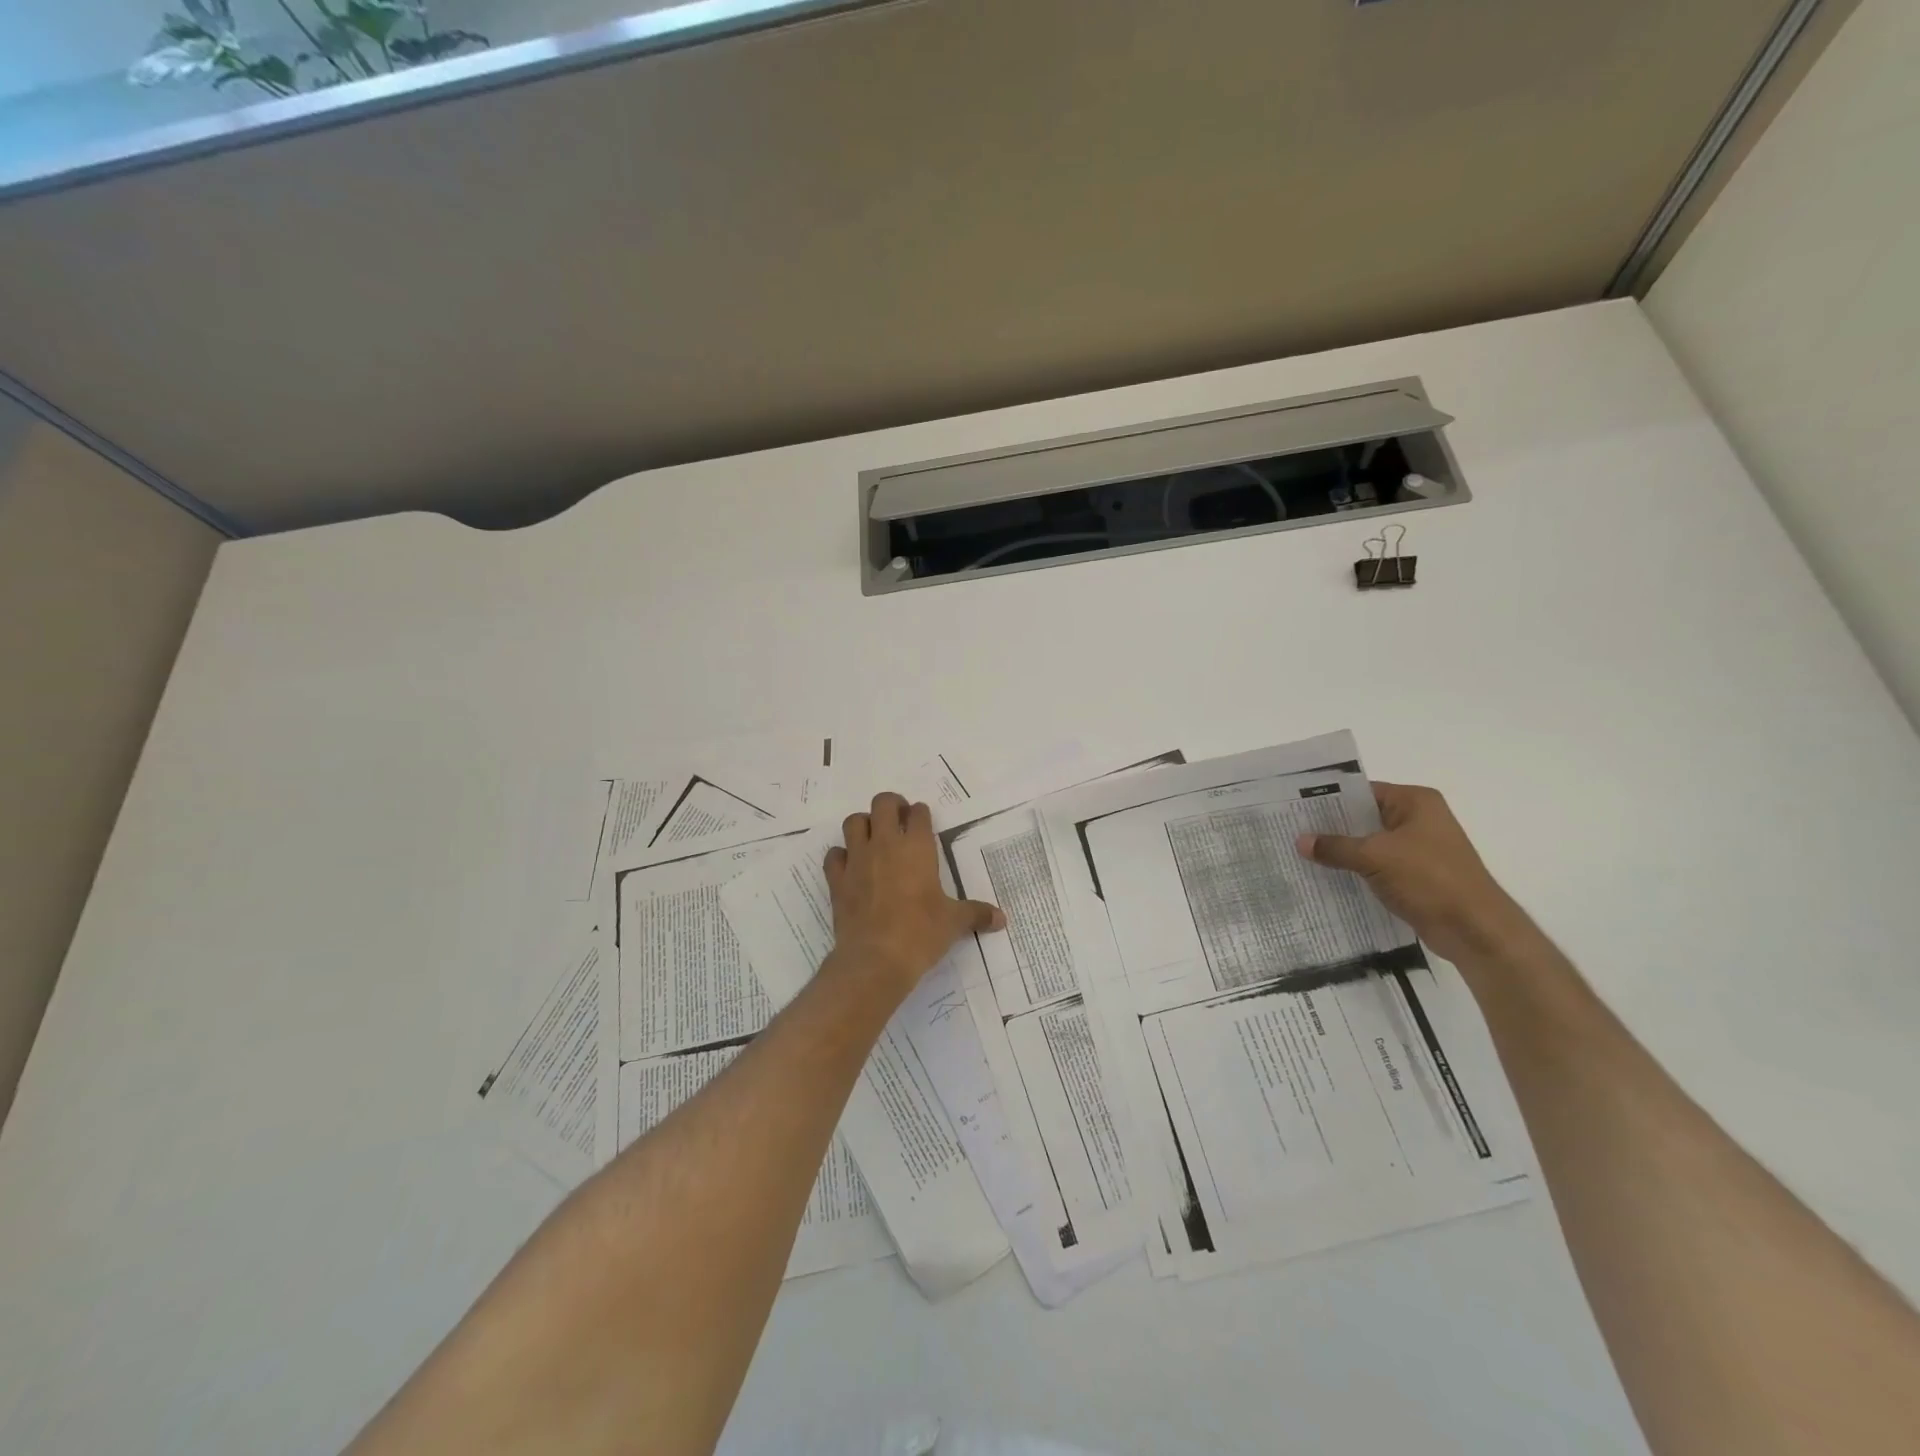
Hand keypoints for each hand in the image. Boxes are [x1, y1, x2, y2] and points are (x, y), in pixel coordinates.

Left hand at [824, 792, 1005, 994]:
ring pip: (853, 822)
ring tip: (873, 838)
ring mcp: (857, 859)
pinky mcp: (837, 879)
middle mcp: (886, 844)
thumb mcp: (954, 923)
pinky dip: (841, 856)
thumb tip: (1002, 919)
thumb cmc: (921, 934)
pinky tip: (851, 867)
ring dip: (863, 824)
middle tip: (899, 821)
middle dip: (891, 806)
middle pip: (883, 803)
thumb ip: (977, 914)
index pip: (918, 812)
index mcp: (917, 848)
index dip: (921, 814)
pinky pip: (834, 855)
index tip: (924, 824)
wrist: (876, 959)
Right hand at [1296, 782, 1525, 964]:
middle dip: (1331, 826)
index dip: (1329, 799)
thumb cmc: (1430, 879)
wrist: (1475, 930)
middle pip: (1364, 817)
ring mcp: (1419, 849)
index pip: (1363, 791)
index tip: (1295, 807)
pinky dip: (1356, 870)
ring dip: (1342, 851)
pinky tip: (1327, 876)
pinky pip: (1377, 866)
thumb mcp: (1375, 857)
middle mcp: (1419, 820)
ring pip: (1369, 844)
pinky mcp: (1416, 876)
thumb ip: (1335, 847)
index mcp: (1415, 802)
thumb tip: (1299, 841)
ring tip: (1302, 853)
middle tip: (1291, 830)